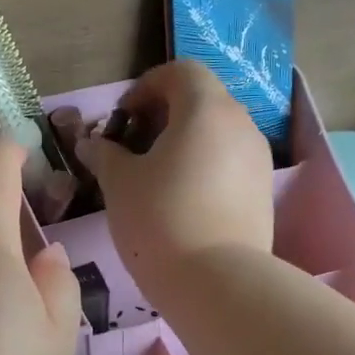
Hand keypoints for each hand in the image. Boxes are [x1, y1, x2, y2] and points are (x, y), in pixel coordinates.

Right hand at [76, 60, 273, 295]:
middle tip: (133, 147)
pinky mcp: (262, 192)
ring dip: (184, 142)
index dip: (146, 86)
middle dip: (163, 115)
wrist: (217, 283)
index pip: (180, 71)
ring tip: (154, 177)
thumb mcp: (119, 182)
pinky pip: (229, 162)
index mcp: (206, 109)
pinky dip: (203, 166)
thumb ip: (105, 154)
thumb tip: (92, 144)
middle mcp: (240, 124)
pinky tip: (180, 201)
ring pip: (217, 132)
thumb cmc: (159, 219)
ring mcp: (258, 159)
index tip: (123, 119)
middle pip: (201, 99)